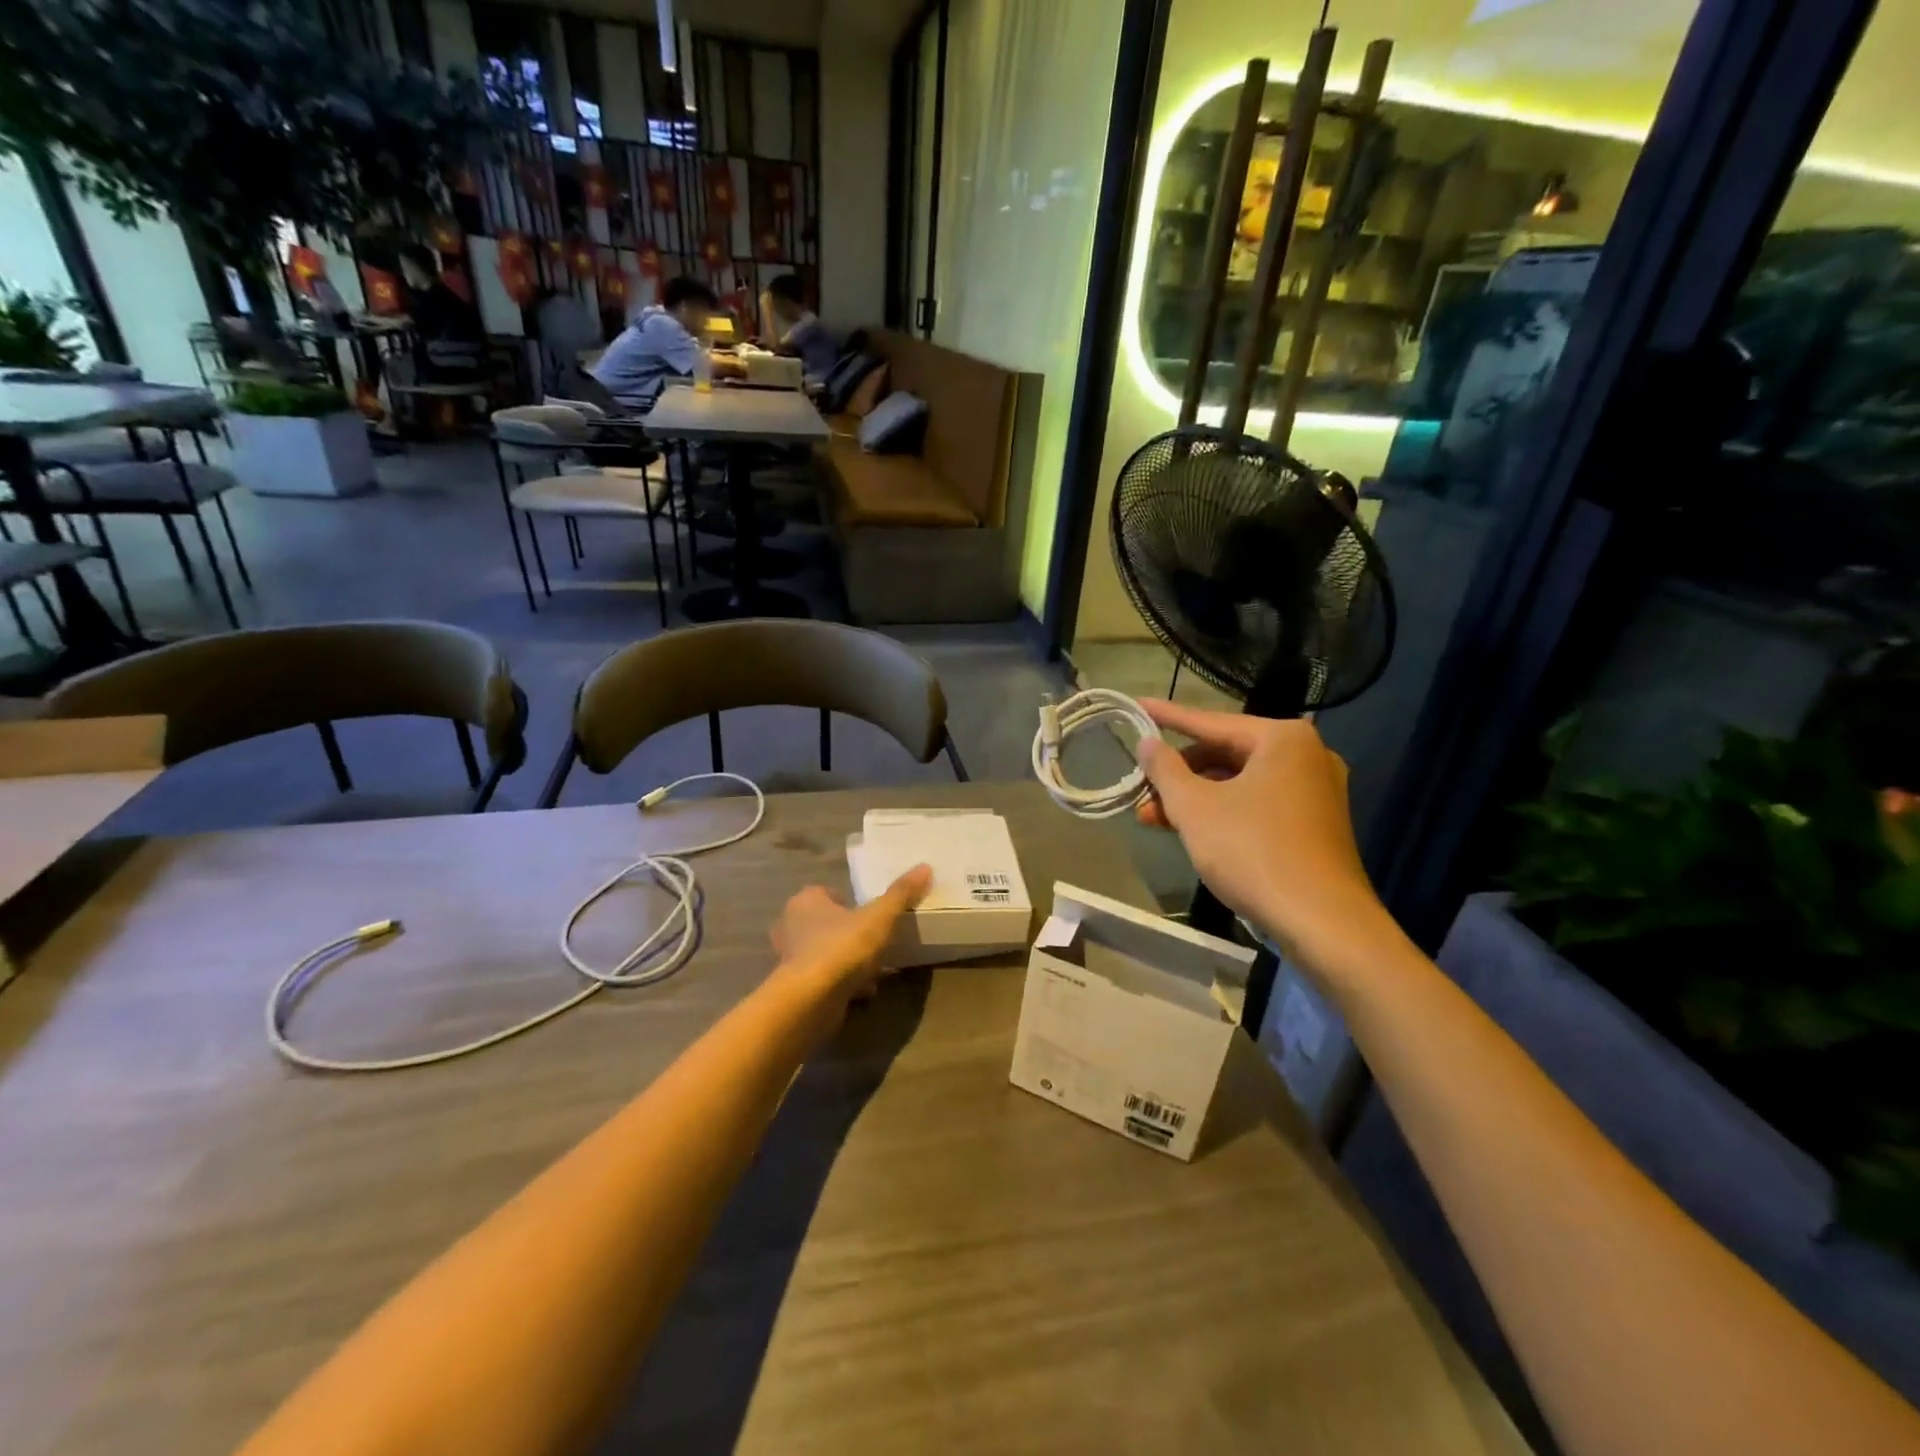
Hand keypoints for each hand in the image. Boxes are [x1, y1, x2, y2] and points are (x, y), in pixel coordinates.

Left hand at [771, 865, 931, 1000]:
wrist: (810, 1000)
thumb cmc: (842, 947)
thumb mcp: (879, 917)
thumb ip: (900, 894)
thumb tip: (925, 867)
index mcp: (806, 900)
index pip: (828, 893)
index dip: (850, 902)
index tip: (872, 915)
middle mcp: (791, 925)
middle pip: (827, 923)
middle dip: (850, 933)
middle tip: (875, 941)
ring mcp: (789, 958)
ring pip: (826, 952)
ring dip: (848, 961)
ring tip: (875, 970)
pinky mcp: (794, 987)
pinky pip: (824, 978)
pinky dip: (842, 983)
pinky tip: (864, 992)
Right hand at [1134, 700, 1381, 957]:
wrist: (1322, 922)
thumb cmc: (1253, 852)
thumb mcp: (1195, 808)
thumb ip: (1165, 769)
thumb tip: (1148, 743)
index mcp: (1283, 739)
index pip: (1210, 721)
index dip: (1167, 717)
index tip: (1136, 706)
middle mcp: (1306, 755)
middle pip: (1225, 753)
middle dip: (1178, 774)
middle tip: (1140, 788)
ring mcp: (1314, 791)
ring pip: (1239, 783)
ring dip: (1194, 798)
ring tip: (1151, 818)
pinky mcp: (1314, 824)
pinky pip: (1257, 804)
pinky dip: (1222, 813)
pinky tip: (1189, 831)